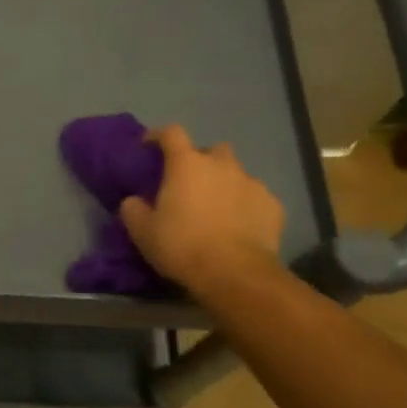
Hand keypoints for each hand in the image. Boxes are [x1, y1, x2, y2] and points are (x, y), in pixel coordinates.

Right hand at [118, 125, 285, 301]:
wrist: (235, 274)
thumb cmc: (182, 246)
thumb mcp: (143, 232)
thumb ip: (133, 210)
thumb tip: (133, 201)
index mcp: (187, 165)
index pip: (171, 133)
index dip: (158, 136)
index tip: (149, 147)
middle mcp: (222, 165)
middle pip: (211, 151)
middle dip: (201, 162)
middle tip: (190, 185)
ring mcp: (252, 183)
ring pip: (236, 174)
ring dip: (225, 184)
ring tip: (217, 209)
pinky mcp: (273, 205)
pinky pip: (256, 198)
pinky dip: (246, 207)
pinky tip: (240, 227)